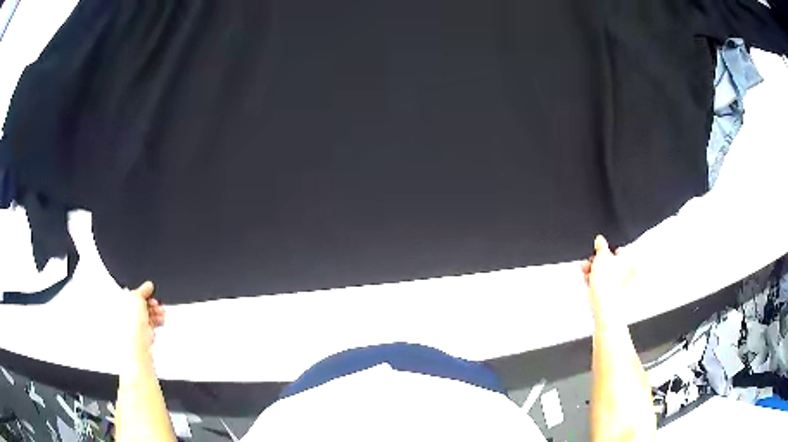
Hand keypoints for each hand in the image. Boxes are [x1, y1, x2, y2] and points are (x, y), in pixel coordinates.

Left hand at [123, 281, 165, 349]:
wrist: (136, 342)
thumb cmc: (130, 322)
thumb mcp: (137, 296)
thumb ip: (143, 289)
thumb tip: (148, 285)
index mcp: (120, 301)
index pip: (131, 292)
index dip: (141, 291)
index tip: (148, 291)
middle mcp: (126, 312)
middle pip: (141, 303)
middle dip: (151, 302)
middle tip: (155, 302)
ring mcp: (135, 323)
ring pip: (148, 313)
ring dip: (156, 311)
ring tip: (160, 311)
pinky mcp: (144, 332)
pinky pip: (152, 323)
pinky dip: (158, 320)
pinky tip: (161, 318)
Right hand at [581, 235, 635, 321]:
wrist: (606, 310)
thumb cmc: (608, 285)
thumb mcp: (601, 257)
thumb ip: (601, 246)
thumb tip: (600, 240)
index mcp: (632, 261)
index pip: (618, 251)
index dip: (605, 251)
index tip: (596, 252)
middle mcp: (631, 275)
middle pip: (612, 264)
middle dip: (598, 263)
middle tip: (588, 263)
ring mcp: (624, 289)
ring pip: (608, 277)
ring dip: (595, 274)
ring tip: (586, 274)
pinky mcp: (616, 300)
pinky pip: (605, 289)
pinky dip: (597, 285)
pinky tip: (589, 284)